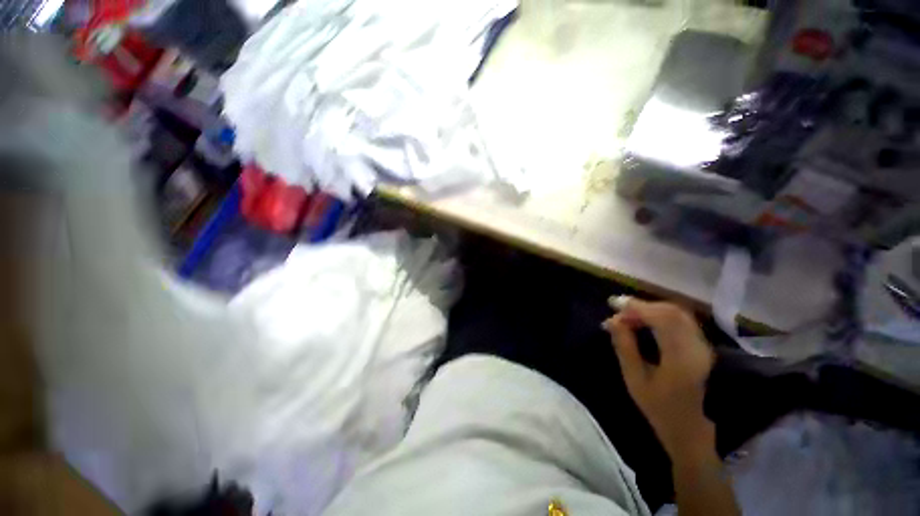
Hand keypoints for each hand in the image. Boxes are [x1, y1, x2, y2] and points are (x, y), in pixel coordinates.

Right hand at [603, 299, 715, 462]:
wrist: (690, 429)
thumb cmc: (659, 408)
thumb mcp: (634, 379)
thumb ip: (624, 346)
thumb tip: (612, 320)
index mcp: (681, 359)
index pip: (662, 320)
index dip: (637, 307)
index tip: (613, 304)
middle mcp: (697, 348)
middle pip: (671, 312)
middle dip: (642, 306)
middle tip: (618, 310)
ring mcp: (703, 346)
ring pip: (676, 313)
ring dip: (650, 310)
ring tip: (627, 315)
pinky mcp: (701, 346)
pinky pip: (680, 321)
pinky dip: (659, 315)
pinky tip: (643, 320)